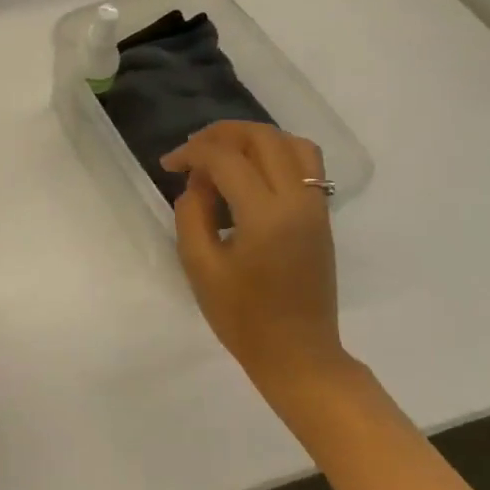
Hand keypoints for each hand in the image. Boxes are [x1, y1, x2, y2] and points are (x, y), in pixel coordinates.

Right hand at [162, 122, 346, 397]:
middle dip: (222, 134)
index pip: (226, 159)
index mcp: (265, 216)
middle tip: (193, 151)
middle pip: (263, 137)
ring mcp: (315, 207)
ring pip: (292, 143)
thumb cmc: (243, 317)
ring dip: (254, 138)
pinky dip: (276, 153)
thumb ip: (191, 213)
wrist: (298, 355)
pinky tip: (250, 172)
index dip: (192, 152)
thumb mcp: (199, 266)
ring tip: (224, 154)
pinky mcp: (321, 216)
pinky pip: (305, 163)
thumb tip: (198, 183)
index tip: (168, 164)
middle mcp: (297, 202)